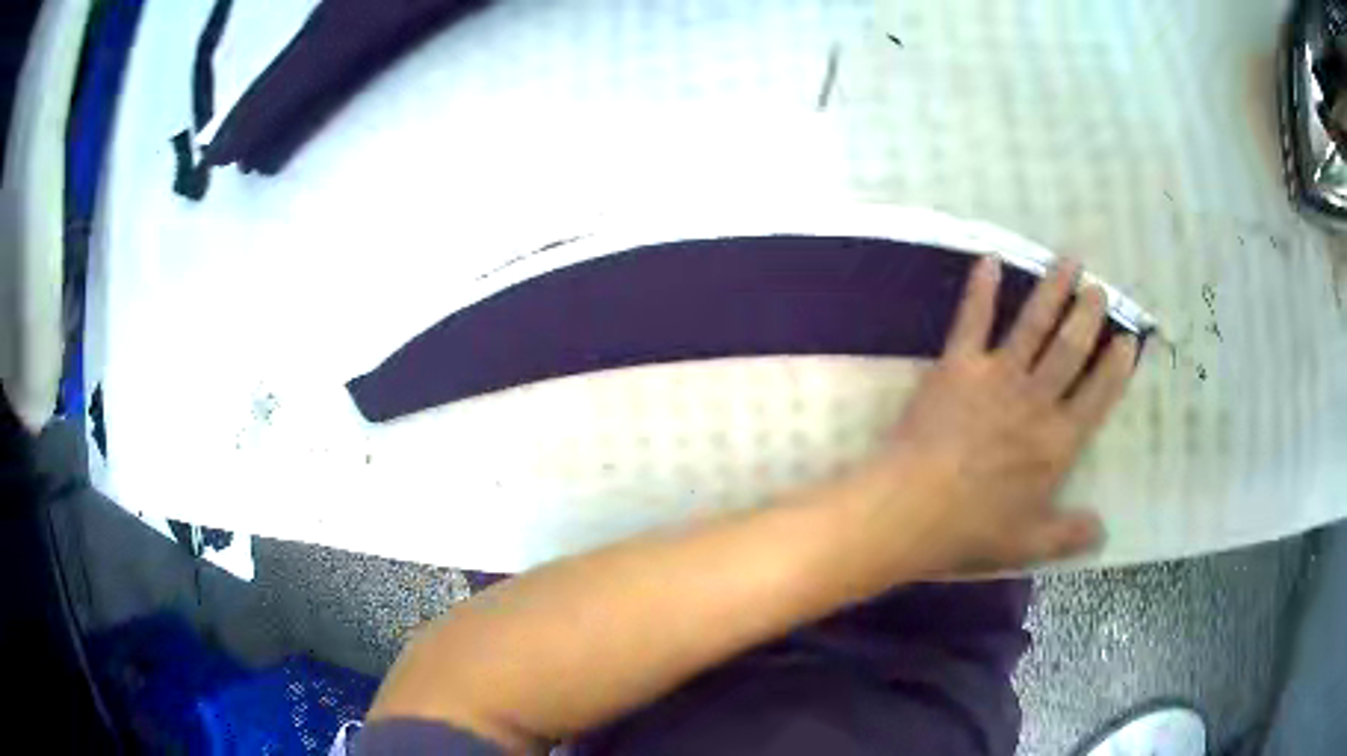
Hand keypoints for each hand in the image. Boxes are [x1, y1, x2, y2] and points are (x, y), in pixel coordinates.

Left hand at [854, 255, 1138, 574]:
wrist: (907, 510)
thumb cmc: (970, 531)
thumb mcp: (1028, 544)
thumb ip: (1069, 535)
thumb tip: (1104, 532)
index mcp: (1057, 443)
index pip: (1099, 396)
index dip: (1117, 367)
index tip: (1128, 340)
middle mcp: (1035, 401)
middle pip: (1070, 349)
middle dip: (1088, 316)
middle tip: (1100, 288)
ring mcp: (996, 378)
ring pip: (1033, 326)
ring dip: (1053, 290)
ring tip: (1069, 260)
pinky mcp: (956, 366)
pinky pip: (972, 320)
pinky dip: (981, 289)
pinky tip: (989, 259)